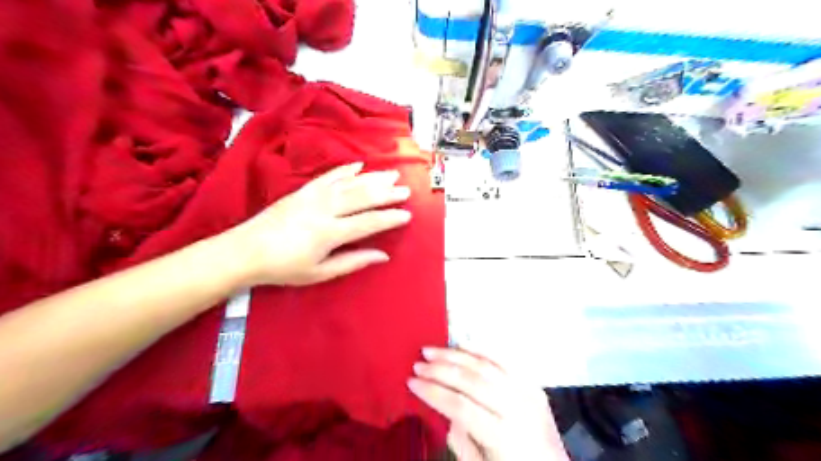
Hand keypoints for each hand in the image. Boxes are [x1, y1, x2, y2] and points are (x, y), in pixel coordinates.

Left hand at [226, 162, 414, 283]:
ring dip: (373, 178)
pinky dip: (346, 170)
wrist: (246, 250)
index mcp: (329, 233)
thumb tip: (382, 256)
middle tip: (406, 190)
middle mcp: (324, 209)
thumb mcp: (320, 273)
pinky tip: (360, 165)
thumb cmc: (284, 267)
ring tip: (391, 174)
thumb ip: (352, 262)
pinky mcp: (303, 190)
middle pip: (362, 197)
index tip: (407, 214)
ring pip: (350, 183)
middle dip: (387, 193)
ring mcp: (313, 196)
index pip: (368, 222)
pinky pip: (329, 176)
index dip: (389, 218)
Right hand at [406, 347, 568, 459]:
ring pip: (486, 365)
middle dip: (440, 370)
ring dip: (455, 355)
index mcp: (504, 437)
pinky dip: (482, 348)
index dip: (433, 392)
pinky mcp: (533, 383)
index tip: (411, 382)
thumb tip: (446, 410)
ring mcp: (528, 393)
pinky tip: (462, 342)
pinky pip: (506, 360)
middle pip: (472, 382)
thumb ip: (462, 442)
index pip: (461, 407)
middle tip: (418, 364)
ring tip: (432, 350)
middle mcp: (518, 409)